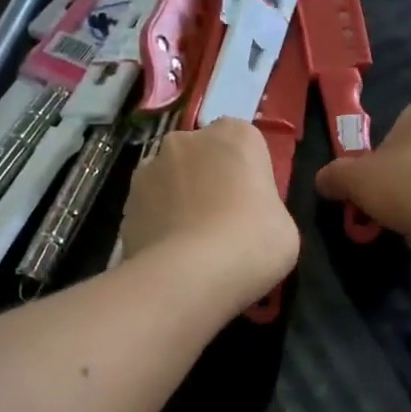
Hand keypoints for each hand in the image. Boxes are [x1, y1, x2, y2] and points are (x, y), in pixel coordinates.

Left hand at [121, 119, 299, 311]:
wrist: (189, 276)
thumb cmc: (252, 243)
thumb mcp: (284, 227)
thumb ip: (264, 208)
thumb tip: (246, 216)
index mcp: (236, 136)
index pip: (245, 143)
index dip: (249, 175)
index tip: (254, 205)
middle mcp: (188, 139)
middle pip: (203, 156)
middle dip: (209, 179)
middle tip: (223, 222)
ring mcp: (150, 168)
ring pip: (171, 179)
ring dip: (180, 199)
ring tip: (192, 243)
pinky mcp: (126, 200)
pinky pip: (151, 208)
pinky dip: (159, 223)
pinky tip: (170, 255)